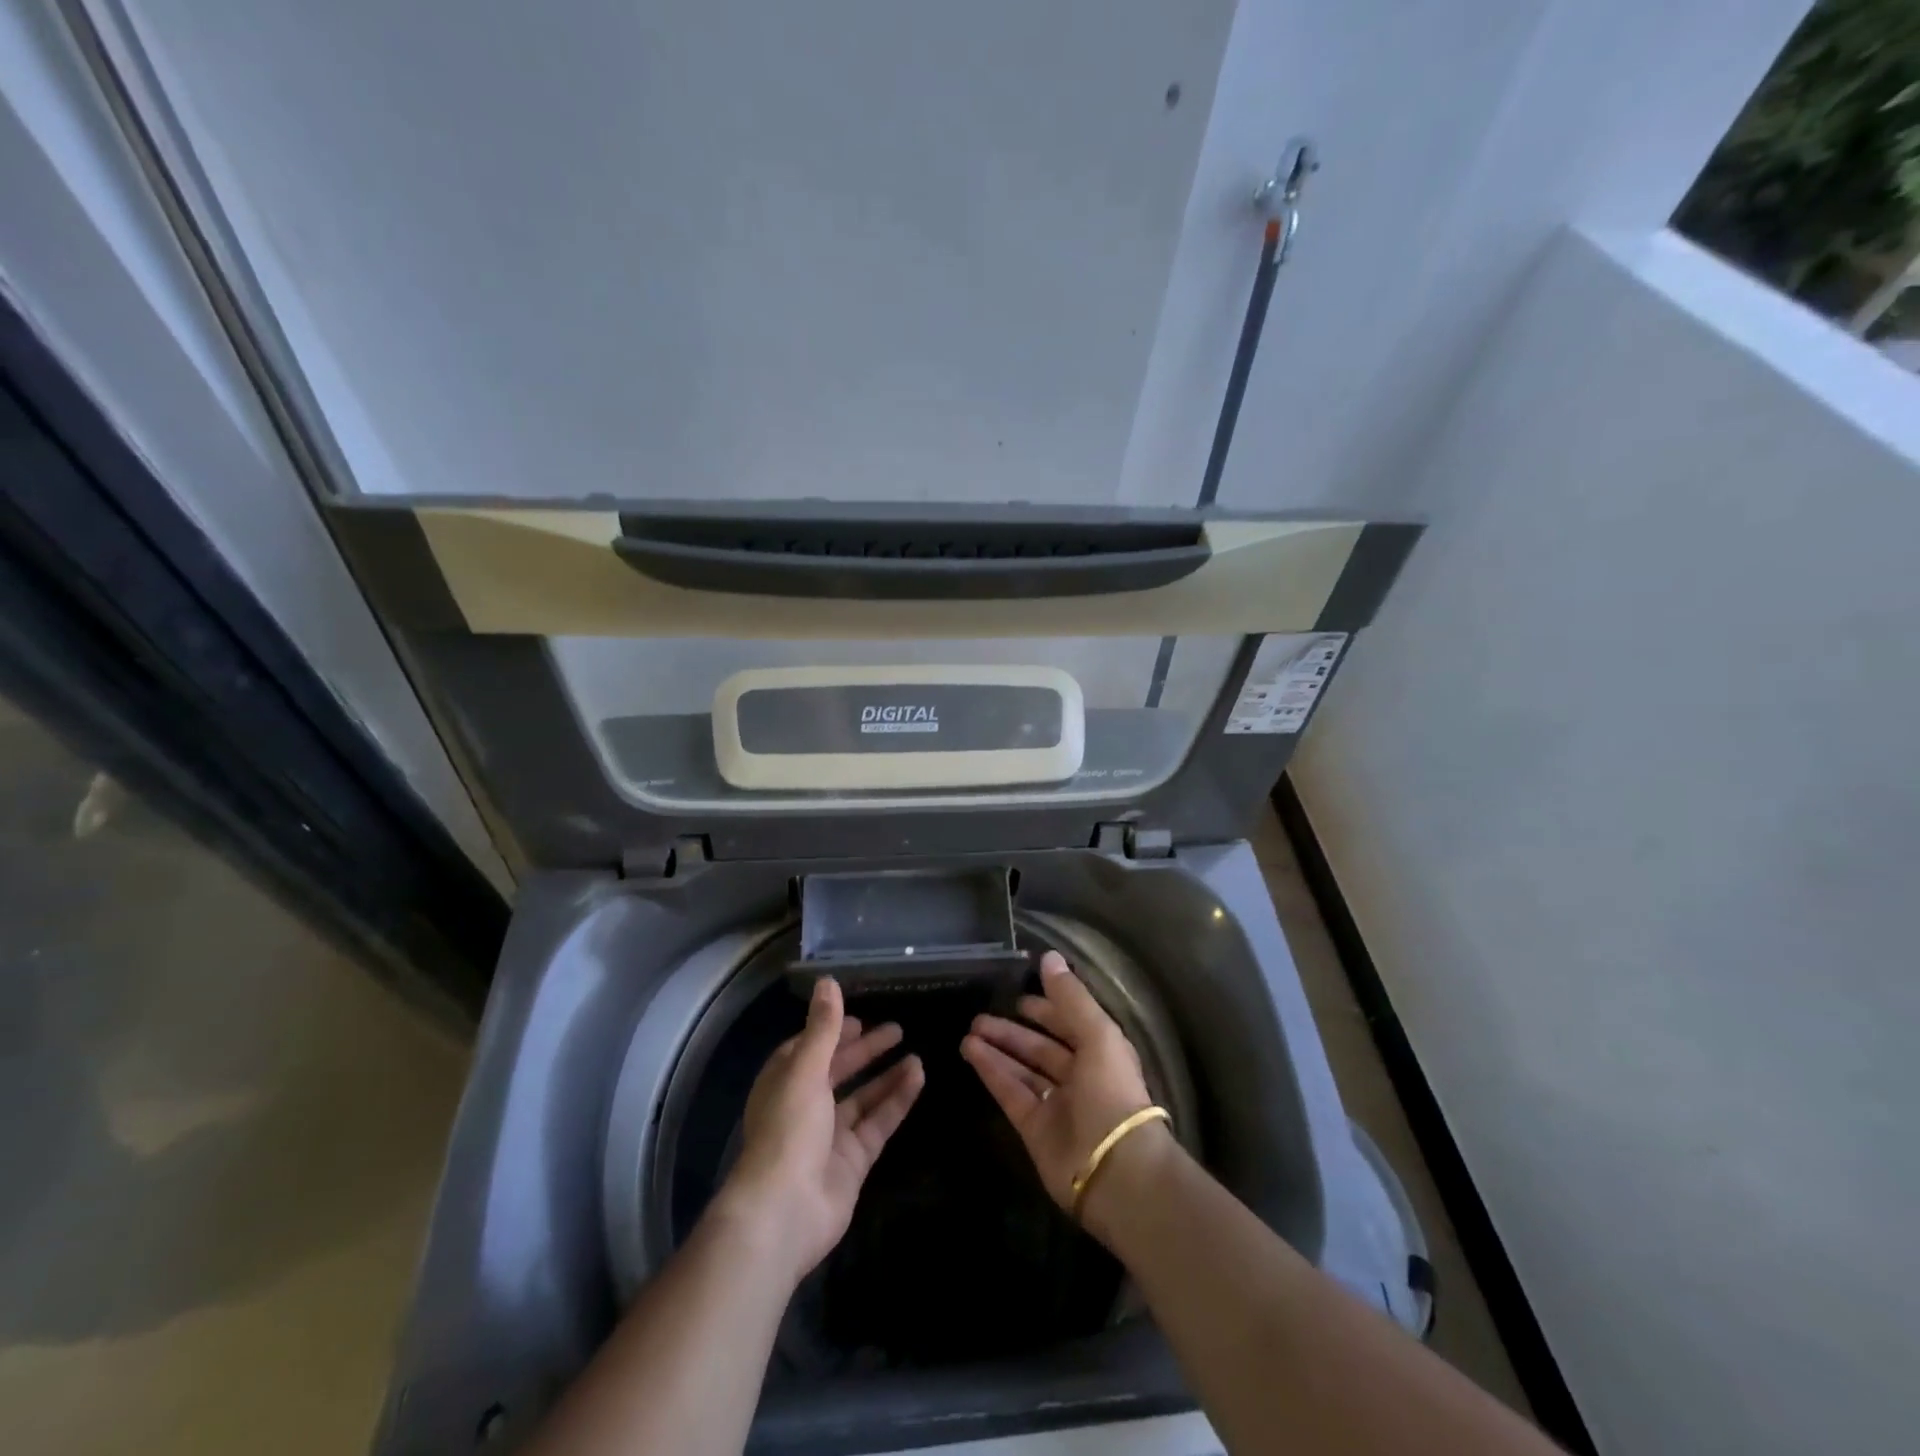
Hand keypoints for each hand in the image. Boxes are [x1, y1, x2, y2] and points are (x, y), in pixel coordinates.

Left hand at [714, 978, 924, 1284]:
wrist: (784, 1212)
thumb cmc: (788, 1130)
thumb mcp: (806, 1070)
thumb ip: (823, 1027)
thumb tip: (827, 980)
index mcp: (784, 1083)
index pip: (809, 1049)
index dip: (832, 1032)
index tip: (858, 1018)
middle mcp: (805, 1107)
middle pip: (839, 1072)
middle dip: (865, 1051)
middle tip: (897, 1030)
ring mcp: (829, 1137)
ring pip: (863, 1098)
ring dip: (886, 1076)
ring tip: (916, 1053)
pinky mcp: (852, 1162)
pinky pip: (878, 1123)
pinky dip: (897, 1101)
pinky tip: (918, 1078)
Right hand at [960, 951, 1156, 1211]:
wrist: (1115, 1170)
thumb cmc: (1111, 1092)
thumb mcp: (1097, 1034)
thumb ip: (1070, 996)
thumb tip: (1048, 956)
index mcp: (1101, 1053)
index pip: (1069, 1023)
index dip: (1046, 1008)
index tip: (1017, 995)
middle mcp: (1079, 1077)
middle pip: (1041, 1047)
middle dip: (1013, 1030)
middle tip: (980, 1014)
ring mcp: (1056, 1104)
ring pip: (1022, 1069)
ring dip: (997, 1048)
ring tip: (968, 1030)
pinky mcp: (1034, 1128)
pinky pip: (1010, 1092)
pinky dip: (992, 1072)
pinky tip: (971, 1052)